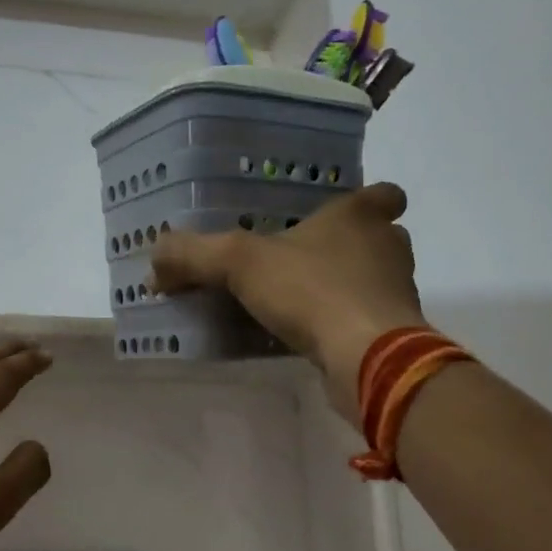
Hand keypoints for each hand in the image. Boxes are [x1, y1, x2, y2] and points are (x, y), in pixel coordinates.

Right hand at [150, 182, 426, 417]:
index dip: (366, 201)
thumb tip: (154, 260)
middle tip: (305, 260)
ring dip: (345, 288)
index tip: (342, 214)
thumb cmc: (311, 290)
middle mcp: (387, 248)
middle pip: (378, 239)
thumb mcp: (238, 262)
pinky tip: (310, 339)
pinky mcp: (394, 334)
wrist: (366, 357)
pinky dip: (344, 325)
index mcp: (360, 217)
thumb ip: (194, 254)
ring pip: (374, 281)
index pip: (383, 193)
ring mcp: (396, 293)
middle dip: (348, 248)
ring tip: (301, 303)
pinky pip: (366, 320)